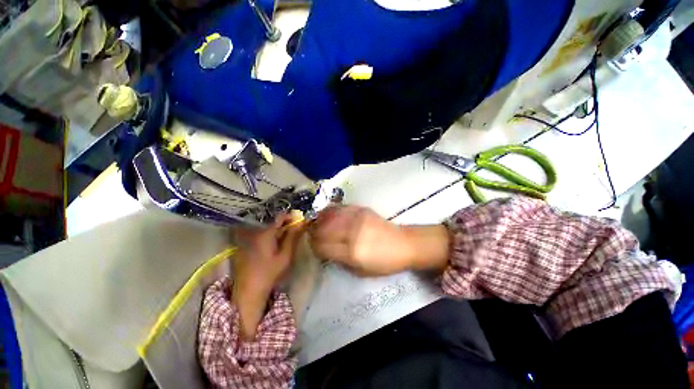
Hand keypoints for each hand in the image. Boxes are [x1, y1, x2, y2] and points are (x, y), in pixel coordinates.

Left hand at [232, 214, 304, 338]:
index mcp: (265, 232)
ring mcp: (249, 237)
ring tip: (287, 238)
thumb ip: (293, 237)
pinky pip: (261, 233)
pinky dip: (271, 235)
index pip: (280, 216)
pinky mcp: (246, 244)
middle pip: (273, 221)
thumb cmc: (270, 273)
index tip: (300, 222)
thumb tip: (301, 223)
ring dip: (279, 229)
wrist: (248, 290)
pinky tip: (276, 244)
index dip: (291, 217)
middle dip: (286, 223)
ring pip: (267, 227)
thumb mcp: (285, 255)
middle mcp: (255, 231)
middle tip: (296, 231)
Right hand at [309, 206, 450, 275]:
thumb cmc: (384, 263)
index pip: (322, 247)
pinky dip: (329, 211)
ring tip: (316, 224)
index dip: (314, 247)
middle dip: (313, 234)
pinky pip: (339, 208)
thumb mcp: (361, 272)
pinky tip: (326, 214)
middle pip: (322, 231)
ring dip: (319, 221)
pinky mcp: (361, 209)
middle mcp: (352, 233)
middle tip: (312, 236)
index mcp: (352, 253)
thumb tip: (325, 252)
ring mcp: (356, 218)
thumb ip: (340, 261)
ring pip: (328, 217)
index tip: (313, 247)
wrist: (404, 244)